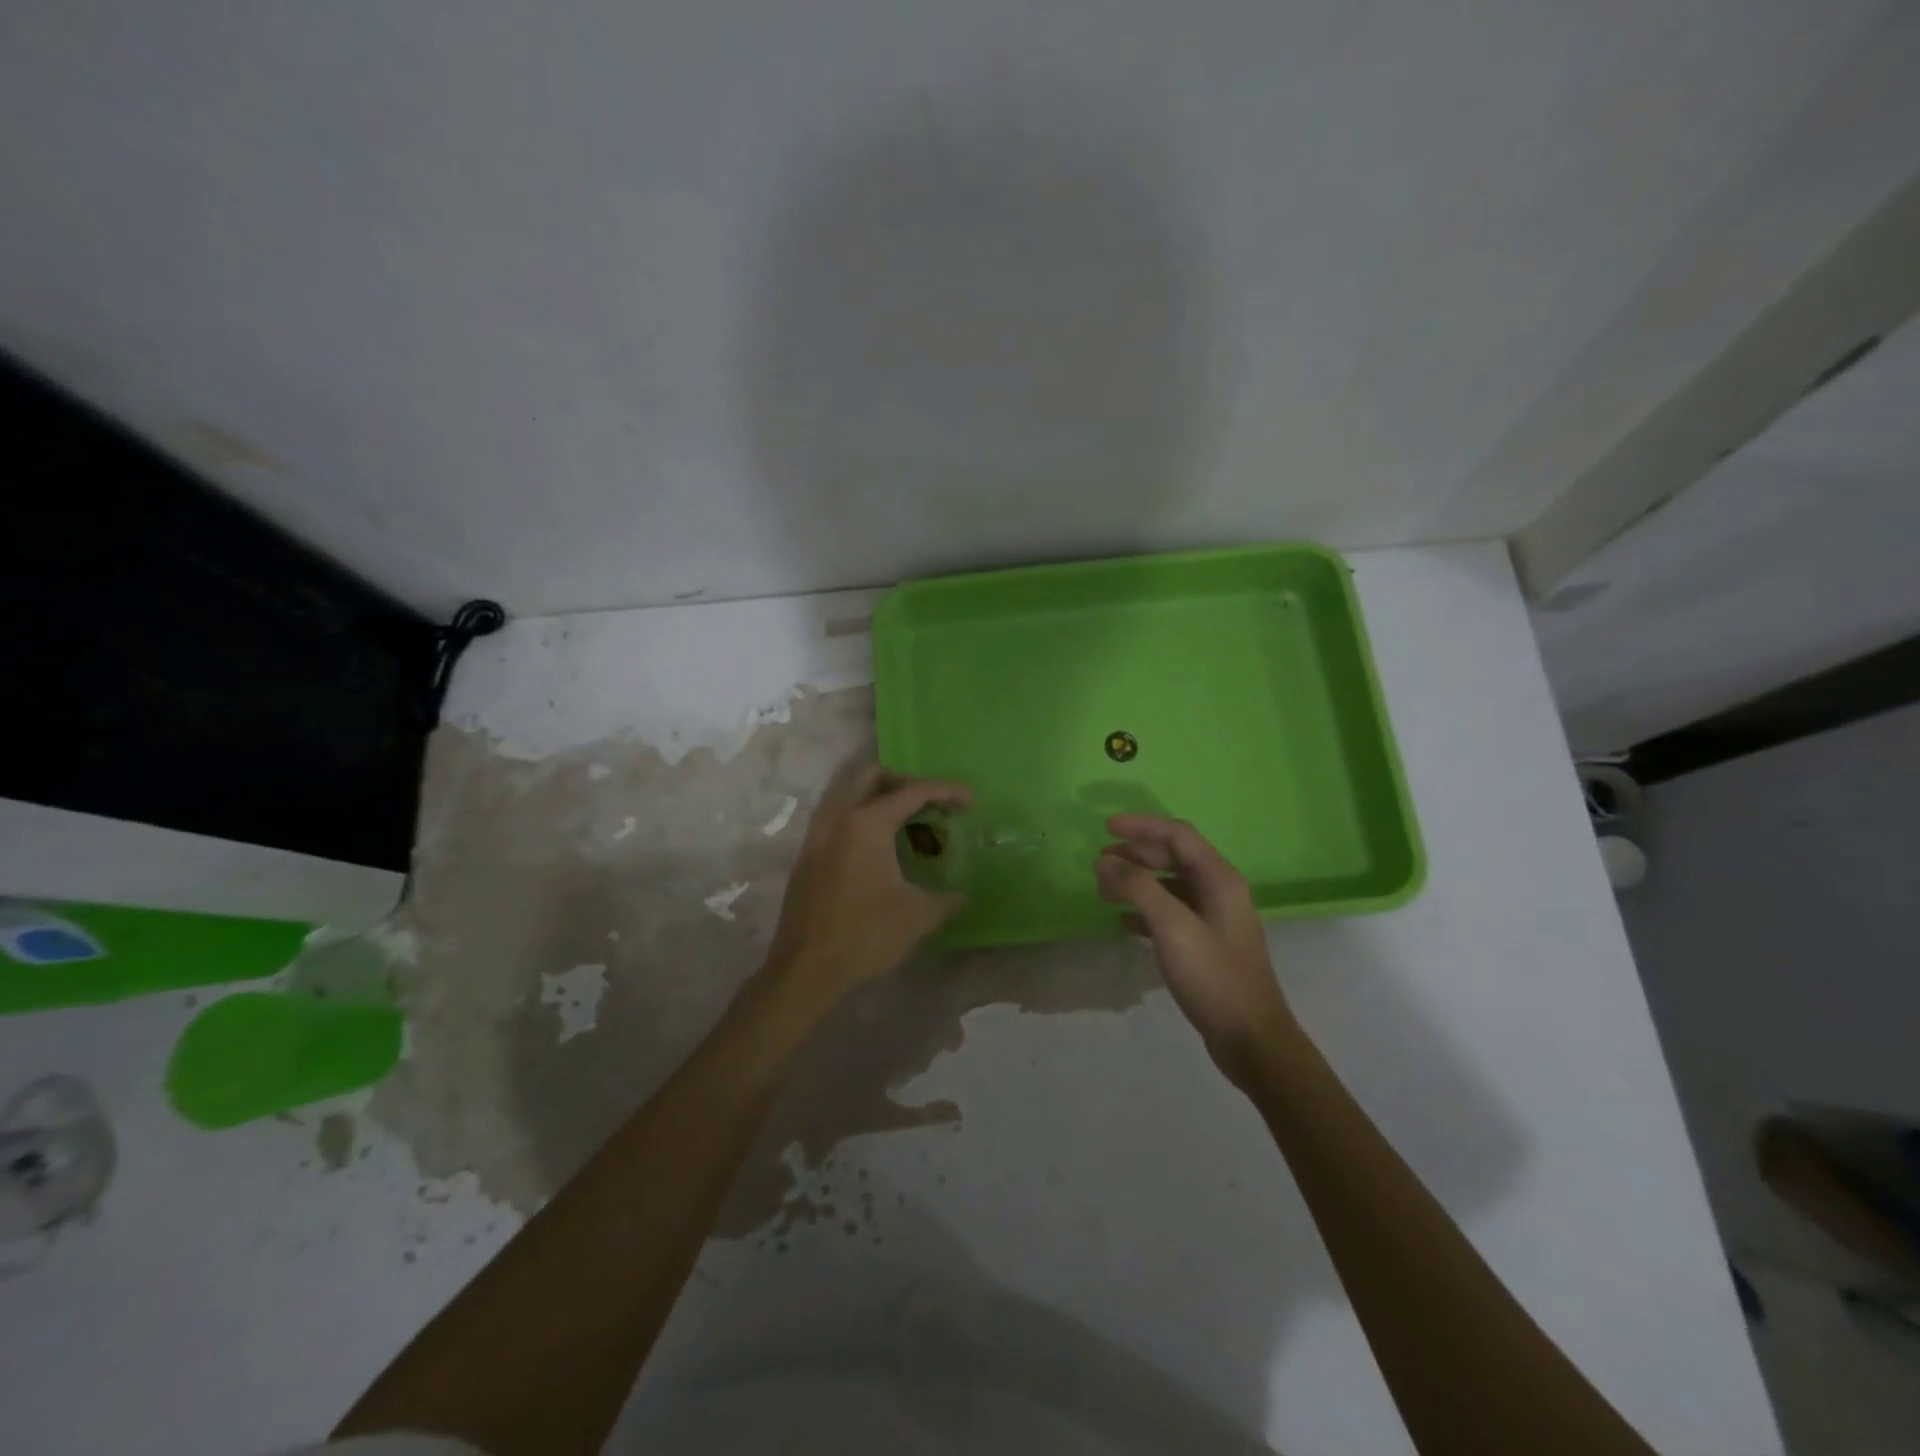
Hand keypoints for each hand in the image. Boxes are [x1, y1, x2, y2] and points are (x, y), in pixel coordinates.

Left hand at [765, 765, 971, 1004]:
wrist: (805, 970)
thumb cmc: (865, 936)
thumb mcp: (917, 917)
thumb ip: (945, 900)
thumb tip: (961, 896)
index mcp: (867, 824)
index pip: (912, 791)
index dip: (945, 791)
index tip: (969, 801)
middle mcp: (838, 819)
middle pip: (871, 776)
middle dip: (904, 781)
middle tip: (928, 803)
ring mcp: (816, 835)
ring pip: (846, 792)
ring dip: (877, 795)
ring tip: (903, 820)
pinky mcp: (806, 855)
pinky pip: (835, 816)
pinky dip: (858, 815)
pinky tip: (876, 846)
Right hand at [1095, 815, 1294, 1085]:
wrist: (1251, 1039)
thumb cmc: (1214, 977)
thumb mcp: (1173, 927)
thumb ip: (1138, 887)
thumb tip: (1105, 861)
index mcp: (1220, 879)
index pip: (1178, 835)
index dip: (1141, 826)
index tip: (1105, 827)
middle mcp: (1220, 891)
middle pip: (1174, 857)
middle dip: (1136, 853)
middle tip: (1101, 861)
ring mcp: (1214, 919)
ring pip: (1171, 885)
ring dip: (1138, 880)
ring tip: (1105, 888)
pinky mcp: (1206, 944)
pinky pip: (1171, 912)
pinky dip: (1145, 909)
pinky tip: (1123, 921)